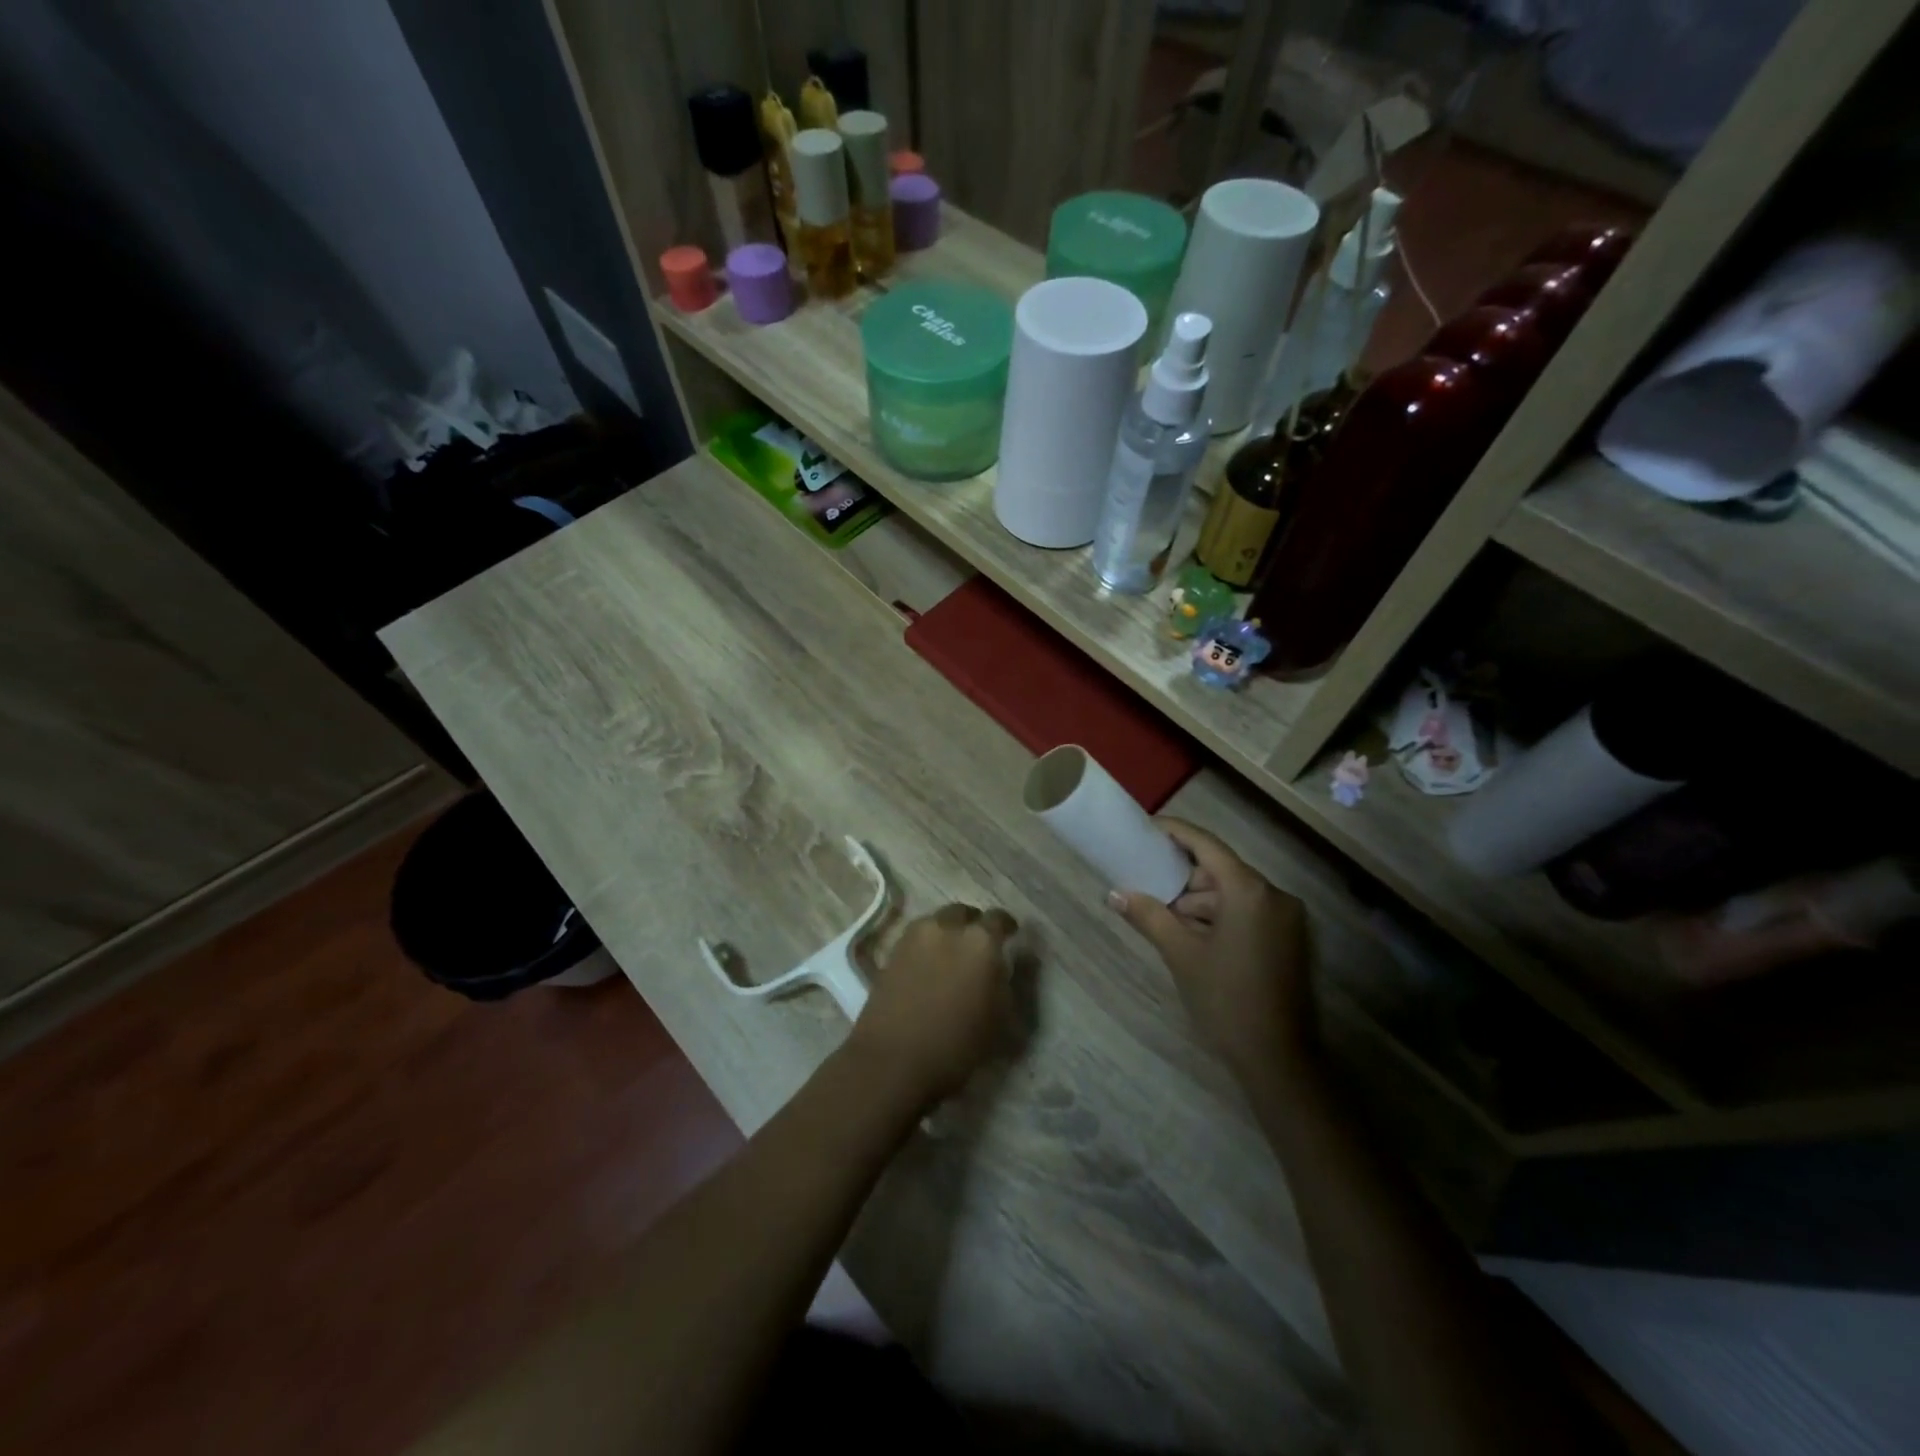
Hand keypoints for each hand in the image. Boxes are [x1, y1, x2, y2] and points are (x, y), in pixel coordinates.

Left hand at [846, 904, 1015, 1109]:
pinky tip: (929, 967)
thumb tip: (1001, 965)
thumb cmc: (956, 1045)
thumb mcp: (999, 1019)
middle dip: (973, 924)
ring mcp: (915, 937)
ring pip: (937, 922)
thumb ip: (1005, 982)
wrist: (893, 1060)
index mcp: (980, 941)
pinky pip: (917, 938)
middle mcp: (947, 928)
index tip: (1010, 935)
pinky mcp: (892, 951)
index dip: (1006, 926)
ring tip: (951, 957)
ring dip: (947, 933)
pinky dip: (927, 946)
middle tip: (977, 946)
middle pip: (963, 913)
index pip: (999, 918)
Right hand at [1109, 819, 1313, 1082]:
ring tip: (1164, 919)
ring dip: (1199, 903)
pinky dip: (1219, 917)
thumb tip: (1115, 894)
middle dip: (1183, 879)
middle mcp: (1274, 895)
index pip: (1207, 845)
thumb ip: (1148, 916)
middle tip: (1148, 885)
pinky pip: (1247, 913)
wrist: (1278, 1059)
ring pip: (1233, 895)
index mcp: (1249, 891)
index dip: (1176, 833)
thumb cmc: (1226, 999)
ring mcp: (1285, 919)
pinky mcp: (1288, 940)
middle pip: (1220, 871)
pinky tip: (1192, 936)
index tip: (1147, 829)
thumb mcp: (1181, 954)